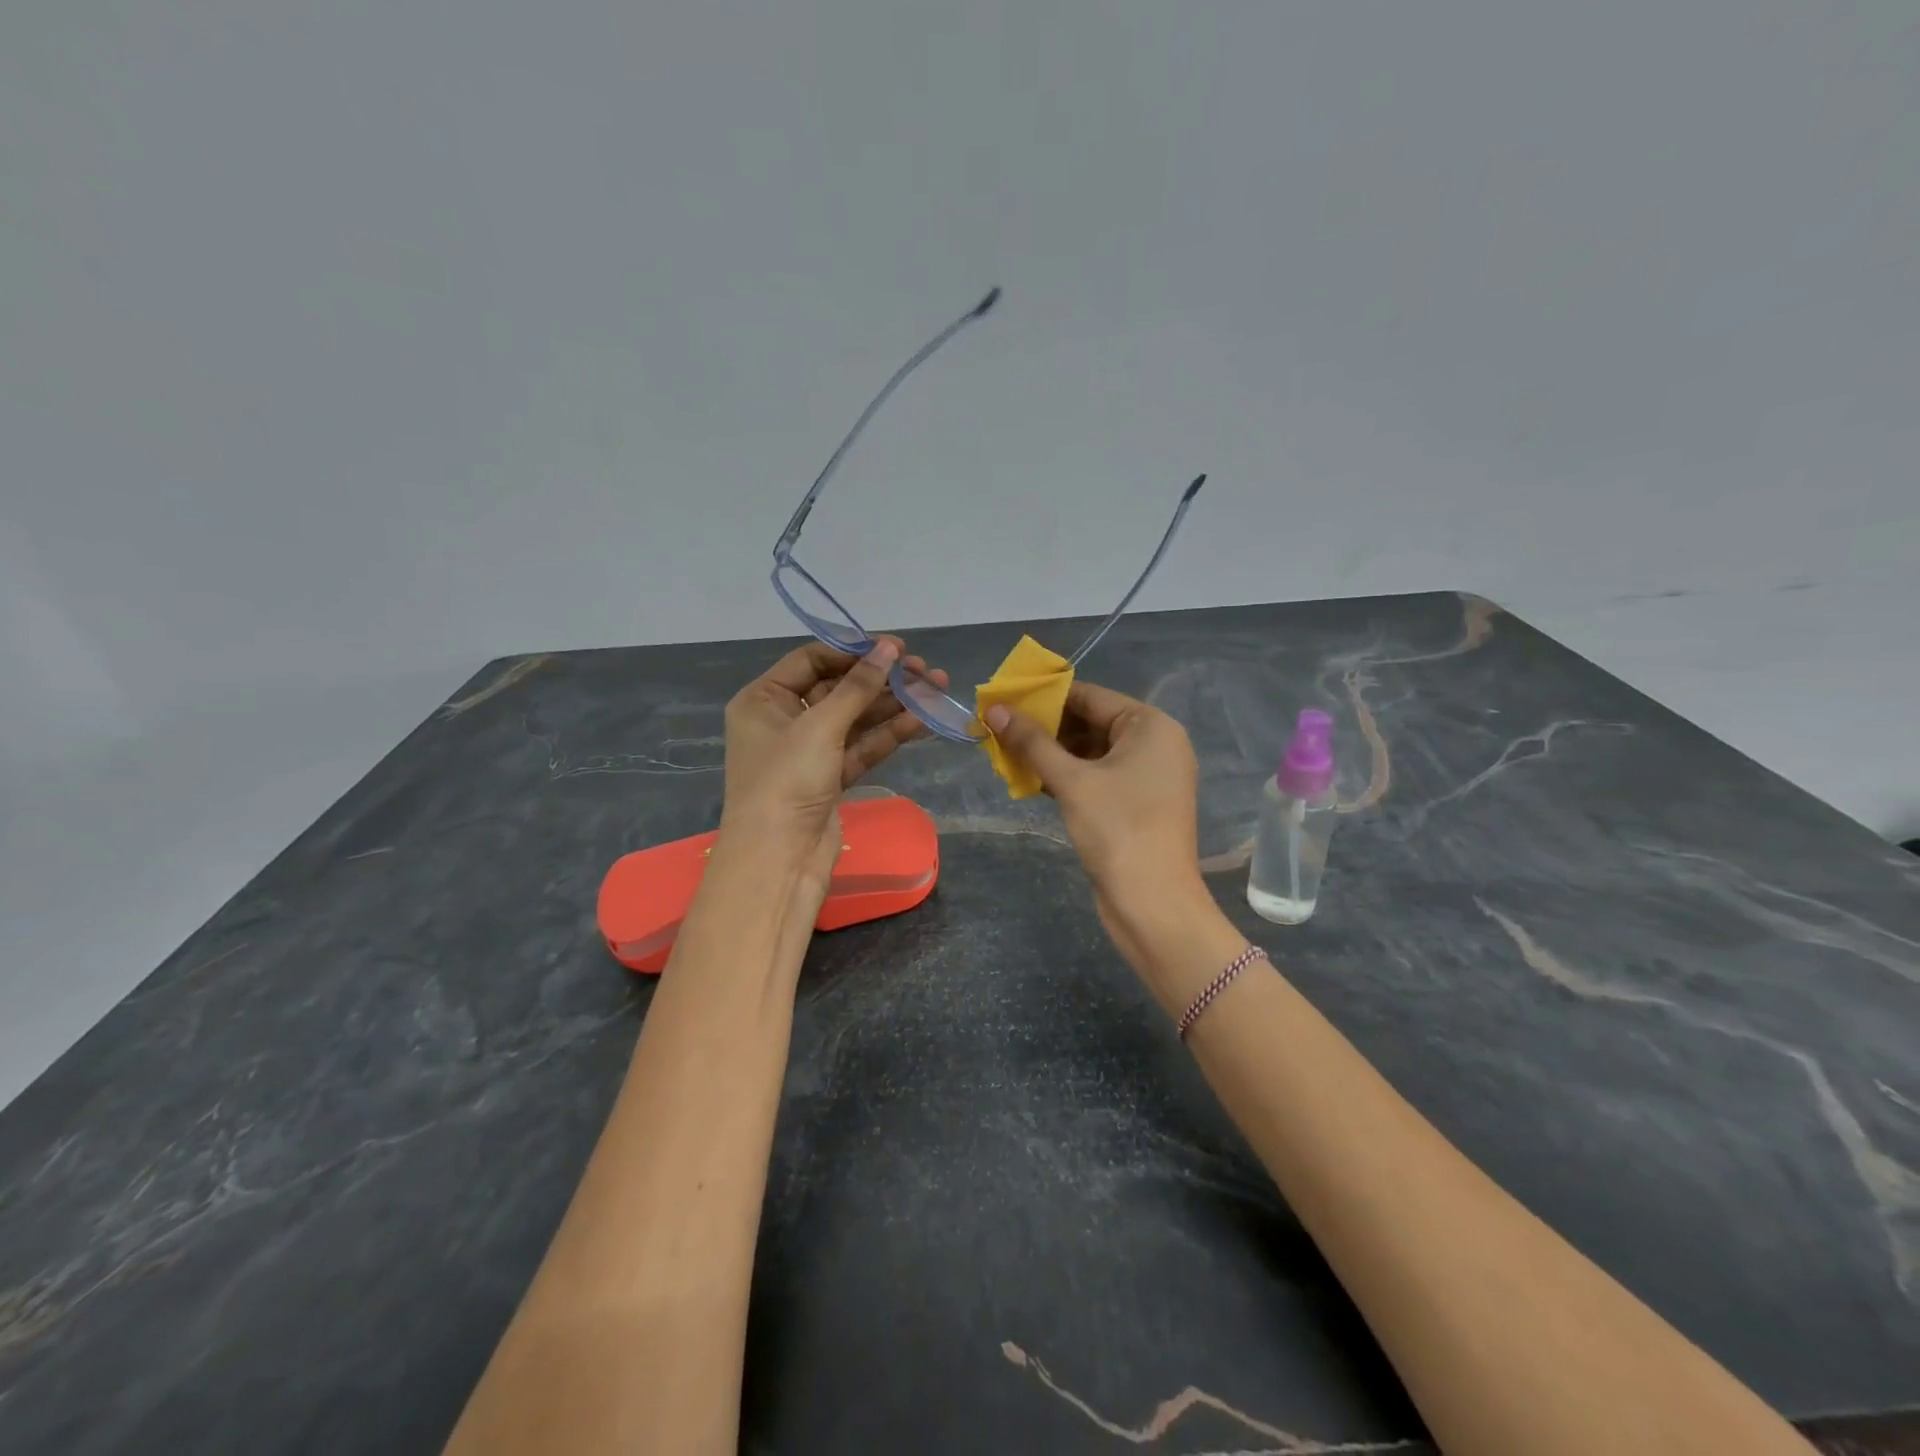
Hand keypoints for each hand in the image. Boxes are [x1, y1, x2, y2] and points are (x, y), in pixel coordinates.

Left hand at [719, 637, 947, 895]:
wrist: (779, 859)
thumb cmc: (786, 781)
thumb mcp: (820, 726)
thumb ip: (858, 686)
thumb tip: (888, 648)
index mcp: (763, 699)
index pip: (811, 660)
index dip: (853, 650)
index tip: (895, 647)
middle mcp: (784, 720)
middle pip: (838, 688)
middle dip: (881, 679)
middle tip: (923, 670)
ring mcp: (809, 751)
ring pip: (856, 718)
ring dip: (893, 704)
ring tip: (936, 688)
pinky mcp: (831, 777)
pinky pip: (862, 746)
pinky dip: (889, 733)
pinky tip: (922, 719)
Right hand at [984, 682, 1210, 967]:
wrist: (1153, 904)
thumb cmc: (1117, 829)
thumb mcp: (1071, 781)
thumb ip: (1032, 742)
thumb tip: (994, 709)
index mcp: (1150, 726)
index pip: (1090, 696)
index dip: (1044, 696)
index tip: (1004, 699)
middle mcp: (1154, 744)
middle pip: (1090, 722)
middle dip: (1045, 727)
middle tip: (998, 728)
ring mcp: (1147, 776)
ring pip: (1090, 752)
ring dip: (1051, 753)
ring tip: (1006, 752)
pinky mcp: (1135, 804)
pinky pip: (1096, 776)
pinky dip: (1066, 776)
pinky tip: (1030, 779)